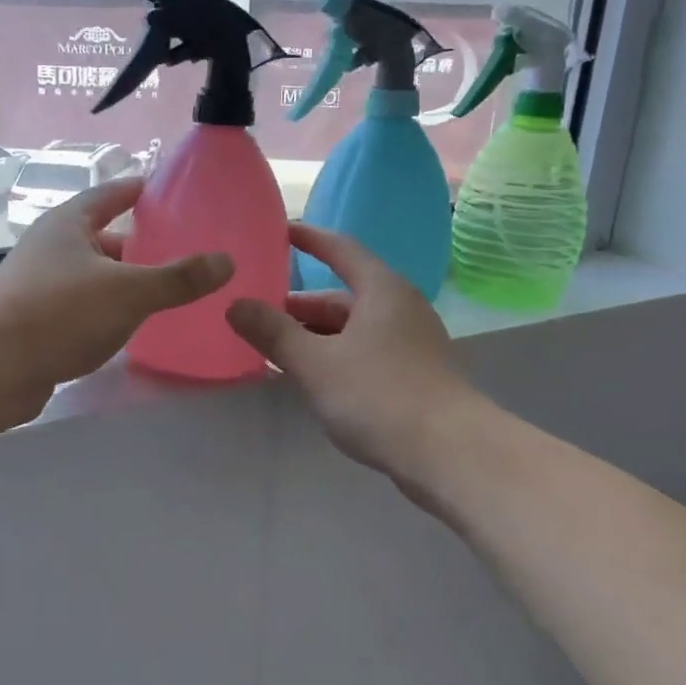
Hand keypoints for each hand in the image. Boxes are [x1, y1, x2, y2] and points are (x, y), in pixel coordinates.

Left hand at [0, 177, 231, 417]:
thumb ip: (178, 278)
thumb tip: (226, 261)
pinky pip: (80, 309)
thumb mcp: (128, 291)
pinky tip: (127, 328)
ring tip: (161, 291)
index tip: (162, 190)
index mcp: (68, 225)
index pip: (107, 195)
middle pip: (100, 238)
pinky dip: (104, 312)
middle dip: (135, 245)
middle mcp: (50, 249)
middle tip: (177, 251)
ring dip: (120, 282)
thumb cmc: (60, 311)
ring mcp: (38, 287)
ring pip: (90, 277)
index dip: (135, 190)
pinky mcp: (34, 324)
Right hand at [226, 224, 474, 475]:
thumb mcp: (315, 363)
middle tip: (258, 315)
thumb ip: (274, 333)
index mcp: (381, 290)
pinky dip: (335, 356)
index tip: (279, 231)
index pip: (341, 249)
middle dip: (300, 307)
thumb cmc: (379, 395)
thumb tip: (235, 304)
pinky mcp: (416, 374)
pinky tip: (314, 379)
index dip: (309, 239)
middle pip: (343, 295)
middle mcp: (401, 307)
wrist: (450, 453)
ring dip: (315, 336)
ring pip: (353, 328)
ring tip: (277, 351)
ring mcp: (412, 342)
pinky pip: (366, 352)